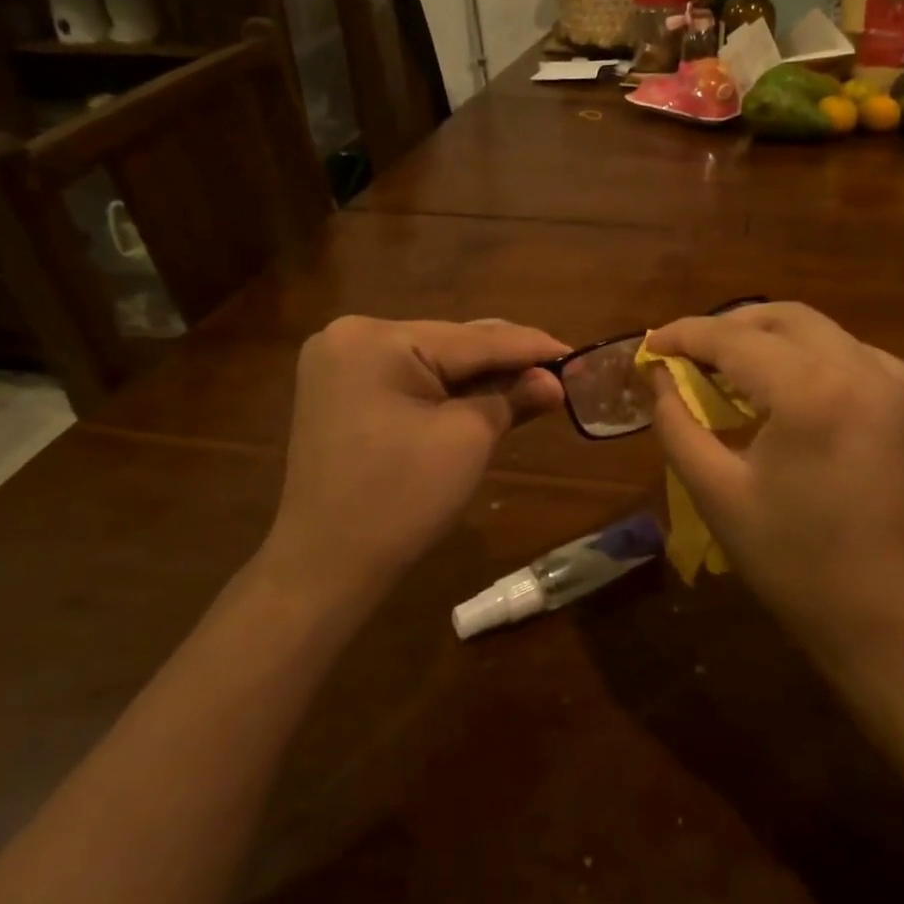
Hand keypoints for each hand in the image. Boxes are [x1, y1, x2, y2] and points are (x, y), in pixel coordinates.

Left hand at [261, 316, 566, 624]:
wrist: (326, 566)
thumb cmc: (401, 498)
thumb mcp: (468, 439)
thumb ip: (514, 398)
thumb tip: (554, 381)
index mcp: (375, 339)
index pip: (472, 338)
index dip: (530, 347)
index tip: (577, 353)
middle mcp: (351, 337)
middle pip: (450, 344)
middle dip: (505, 362)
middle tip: (560, 372)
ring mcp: (339, 365)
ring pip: (431, 361)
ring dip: (479, 377)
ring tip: (532, 384)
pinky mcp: (340, 392)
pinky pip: (408, 380)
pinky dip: (447, 391)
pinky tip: (485, 397)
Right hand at [646, 302, 903, 701]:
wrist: (898, 619)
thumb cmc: (800, 565)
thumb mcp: (719, 495)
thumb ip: (679, 426)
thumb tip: (660, 381)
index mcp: (810, 389)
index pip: (732, 338)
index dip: (683, 336)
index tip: (647, 347)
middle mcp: (855, 367)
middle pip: (778, 318)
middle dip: (725, 328)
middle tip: (683, 357)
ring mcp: (887, 382)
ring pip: (814, 328)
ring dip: (764, 335)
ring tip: (722, 368)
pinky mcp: (900, 403)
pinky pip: (845, 351)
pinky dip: (804, 352)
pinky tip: (783, 386)